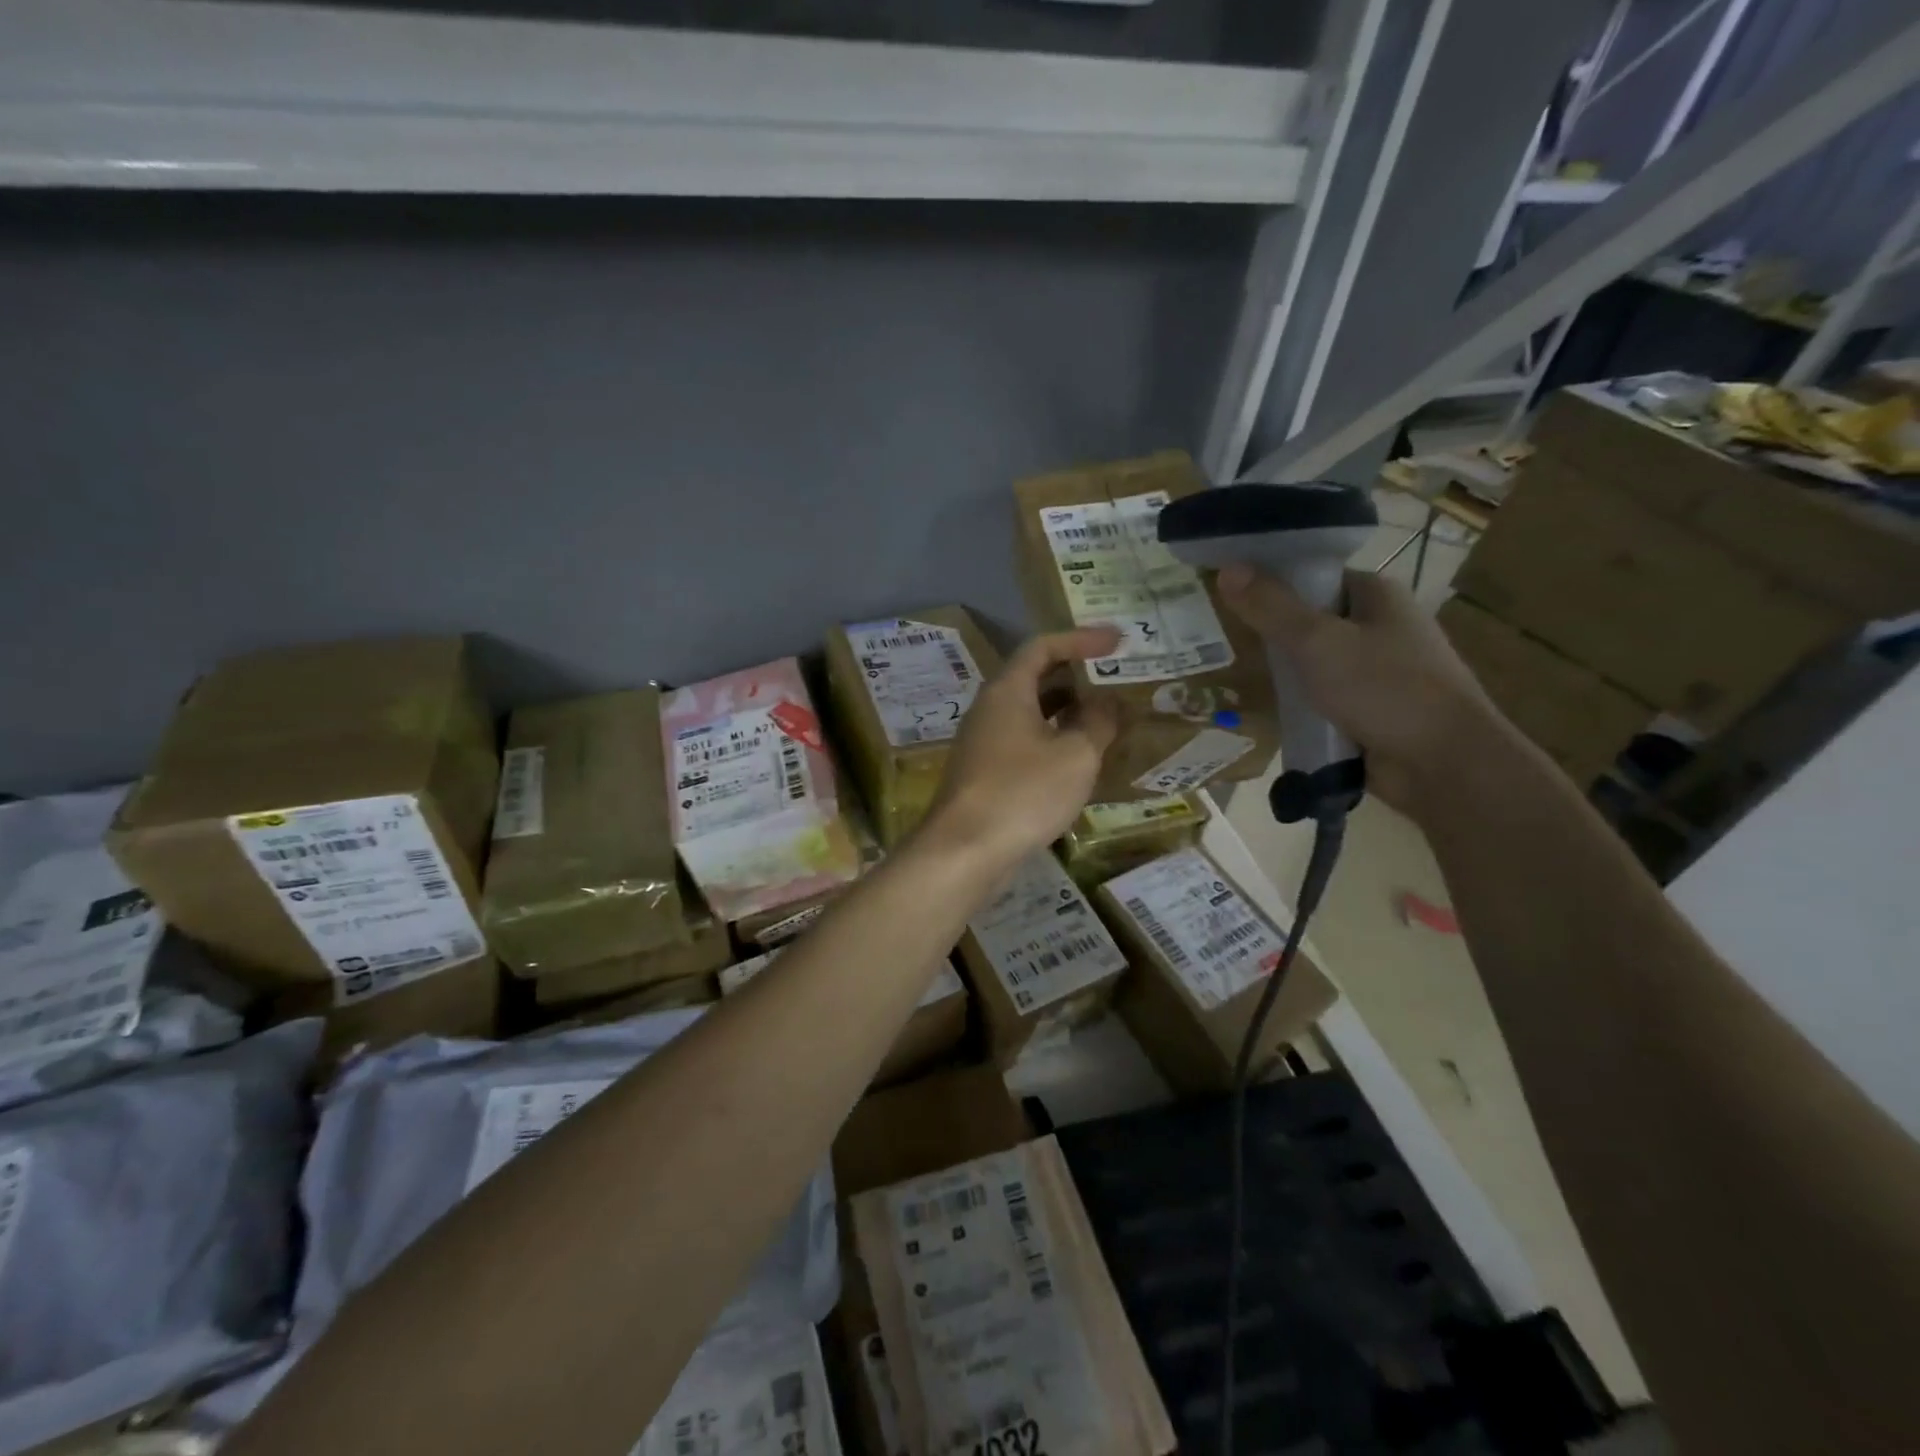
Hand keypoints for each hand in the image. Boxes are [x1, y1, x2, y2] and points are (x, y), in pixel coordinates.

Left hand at [921, 627, 1121, 867]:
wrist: (964, 850)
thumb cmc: (1023, 793)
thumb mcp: (1075, 755)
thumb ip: (1097, 722)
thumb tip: (1108, 702)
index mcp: (1007, 691)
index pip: (1043, 647)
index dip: (1081, 640)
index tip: (1117, 642)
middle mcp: (989, 709)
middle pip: (1034, 677)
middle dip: (1076, 675)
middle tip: (1114, 680)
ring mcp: (983, 742)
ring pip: (1029, 712)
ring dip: (1066, 710)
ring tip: (1106, 718)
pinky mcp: (984, 772)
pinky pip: (1024, 740)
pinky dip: (1053, 738)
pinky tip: (1078, 759)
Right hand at [1216, 565, 1495, 818]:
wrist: (1443, 763)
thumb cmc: (1385, 688)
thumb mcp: (1317, 642)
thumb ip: (1271, 608)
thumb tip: (1227, 568)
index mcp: (1378, 595)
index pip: (1314, 576)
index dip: (1272, 582)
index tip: (1228, 596)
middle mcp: (1381, 626)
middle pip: (1312, 619)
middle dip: (1270, 631)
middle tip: (1218, 637)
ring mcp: (1378, 671)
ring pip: (1315, 662)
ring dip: (1282, 671)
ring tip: (1229, 673)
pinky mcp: (1371, 709)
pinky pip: (1323, 697)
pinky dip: (1298, 703)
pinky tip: (1264, 709)